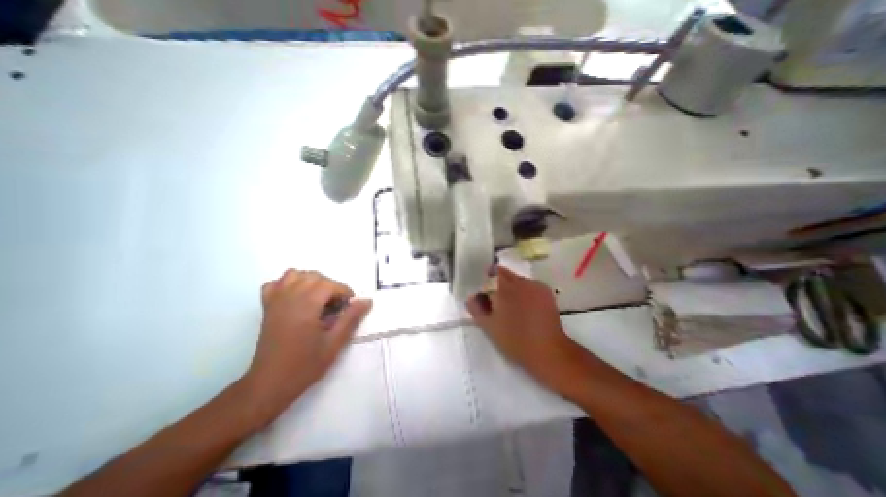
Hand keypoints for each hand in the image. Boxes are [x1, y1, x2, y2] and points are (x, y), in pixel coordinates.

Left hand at [242, 270, 370, 424]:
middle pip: (313, 276)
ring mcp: (275, 302)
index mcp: (305, 306)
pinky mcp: (268, 308)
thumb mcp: (334, 343)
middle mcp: (289, 298)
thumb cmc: (304, 365)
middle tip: (337, 305)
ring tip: (320, 298)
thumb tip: (367, 300)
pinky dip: (288, 284)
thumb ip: (351, 318)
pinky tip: (298, 298)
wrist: (269, 385)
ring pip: (294, 274)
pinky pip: (276, 284)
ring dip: (311, 281)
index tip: (350, 305)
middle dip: (330, 286)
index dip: (343, 291)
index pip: (328, 284)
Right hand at [465, 268, 593, 399]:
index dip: (487, 278)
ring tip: (512, 305)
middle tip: (496, 300)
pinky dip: (525, 291)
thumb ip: (476, 309)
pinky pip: (531, 285)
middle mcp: (520, 282)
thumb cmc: (514, 340)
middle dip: (499, 282)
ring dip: (512, 287)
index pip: (493, 271)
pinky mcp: (546, 292)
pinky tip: (526, 307)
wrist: (548, 351)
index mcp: (504, 288)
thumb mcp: (489, 327)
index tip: (484, 289)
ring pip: (518, 279)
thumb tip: (471, 297)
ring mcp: (535, 286)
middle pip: (506, 273)